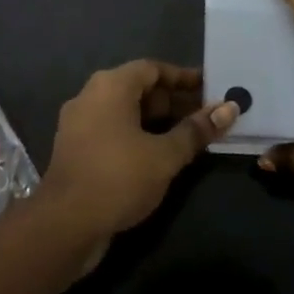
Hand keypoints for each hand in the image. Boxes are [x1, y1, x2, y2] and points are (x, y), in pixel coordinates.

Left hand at [40, 61, 238, 241]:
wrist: (64, 225)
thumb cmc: (118, 178)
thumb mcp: (165, 155)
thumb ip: (196, 130)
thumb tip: (229, 108)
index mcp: (110, 86)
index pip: (152, 68)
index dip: (183, 77)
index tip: (211, 88)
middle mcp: (90, 96)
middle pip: (138, 89)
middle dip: (174, 101)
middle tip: (207, 116)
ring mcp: (79, 124)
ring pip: (126, 112)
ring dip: (158, 121)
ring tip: (191, 137)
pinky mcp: (76, 150)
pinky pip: (113, 131)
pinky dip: (138, 136)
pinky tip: (161, 156)